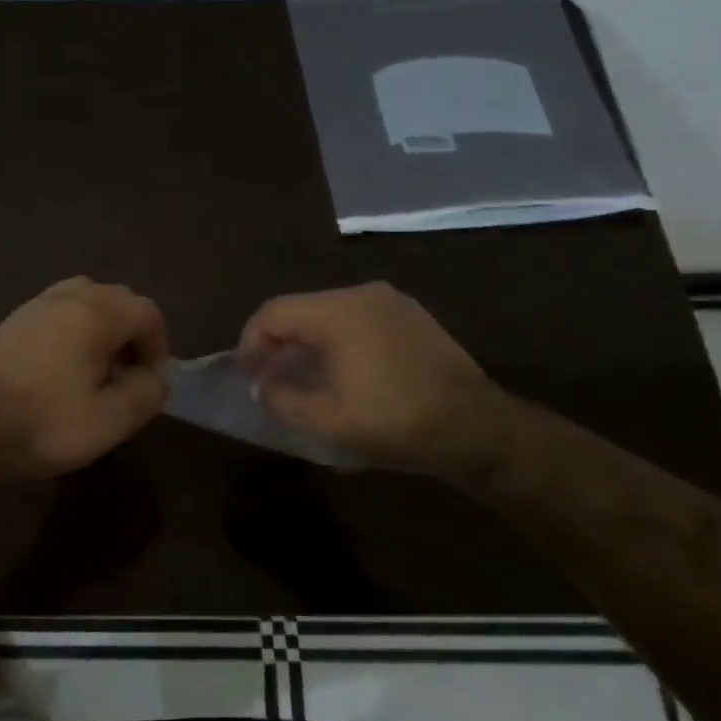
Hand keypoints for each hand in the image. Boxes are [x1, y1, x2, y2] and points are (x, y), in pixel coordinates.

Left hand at [0, 277, 169, 480]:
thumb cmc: (46, 426)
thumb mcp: (111, 420)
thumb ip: (148, 391)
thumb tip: (154, 375)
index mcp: (94, 314)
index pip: (147, 312)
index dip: (158, 345)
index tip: (148, 381)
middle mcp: (66, 298)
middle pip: (118, 298)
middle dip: (133, 333)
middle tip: (126, 375)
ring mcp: (35, 306)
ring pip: (87, 298)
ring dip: (103, 325)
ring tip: (98, 365)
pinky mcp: (14, 321)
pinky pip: (59, 308)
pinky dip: (75, 326)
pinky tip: (64, 364)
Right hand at [235, 282, 492, 469]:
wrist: (475, 426)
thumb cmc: (394, 420)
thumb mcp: (327, 420)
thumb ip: (281, 399)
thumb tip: (262, 386)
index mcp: (337, 311)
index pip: (273, 313)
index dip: (250, 342)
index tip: (245, 374)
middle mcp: (362, 294)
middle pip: (301, 309)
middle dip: (278, 342)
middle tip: (270, 377)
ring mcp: (392, 302)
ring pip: (331, 313)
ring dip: (309, 342)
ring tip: (304, 377)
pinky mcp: (414, 317)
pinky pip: (360, 320)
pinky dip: (340, 340)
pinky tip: (345, 372)